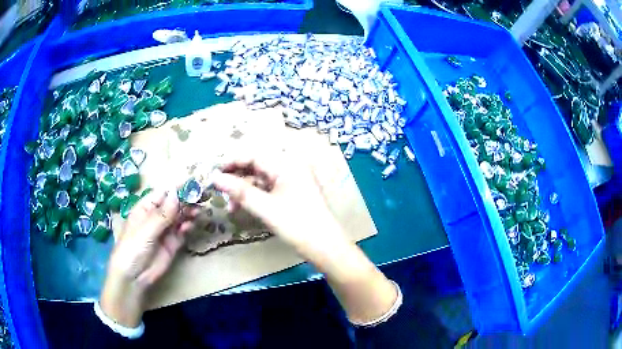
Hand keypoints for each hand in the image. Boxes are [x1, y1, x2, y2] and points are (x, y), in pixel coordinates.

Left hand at [100, 189, 197, 326]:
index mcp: (146, 208)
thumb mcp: (145, 231)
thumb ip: (162, 215)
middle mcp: (156, 217)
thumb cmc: (132, 248)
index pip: (162, 193)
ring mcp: (165, 231)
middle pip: (173, 204)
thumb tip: (177, 195)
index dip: (176, 188)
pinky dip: (187, 227)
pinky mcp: (172, 244)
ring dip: (189, 213)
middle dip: (186, 200)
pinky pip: (182, 232)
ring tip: (199, 211)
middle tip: (201, 197)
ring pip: (180, 217)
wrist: (134, 277)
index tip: (192, 184)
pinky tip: (190, 226)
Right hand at [210, 155, 346, 256]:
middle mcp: (291, 167)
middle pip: (257, 167)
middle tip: (220, 192)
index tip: (214, 173)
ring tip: (231, 206)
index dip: (232, 162)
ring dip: (245, 190)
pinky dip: (256, 197)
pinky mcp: (293, 193)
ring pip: (262, 180)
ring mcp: (293, 181)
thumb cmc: (297, 225)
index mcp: (287, 164)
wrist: (325, 247)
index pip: (254, 156)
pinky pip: (269, 189)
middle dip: (237, 179)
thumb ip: (239, 191)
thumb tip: (215, 178)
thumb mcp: (265, 208)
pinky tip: (244, 207)